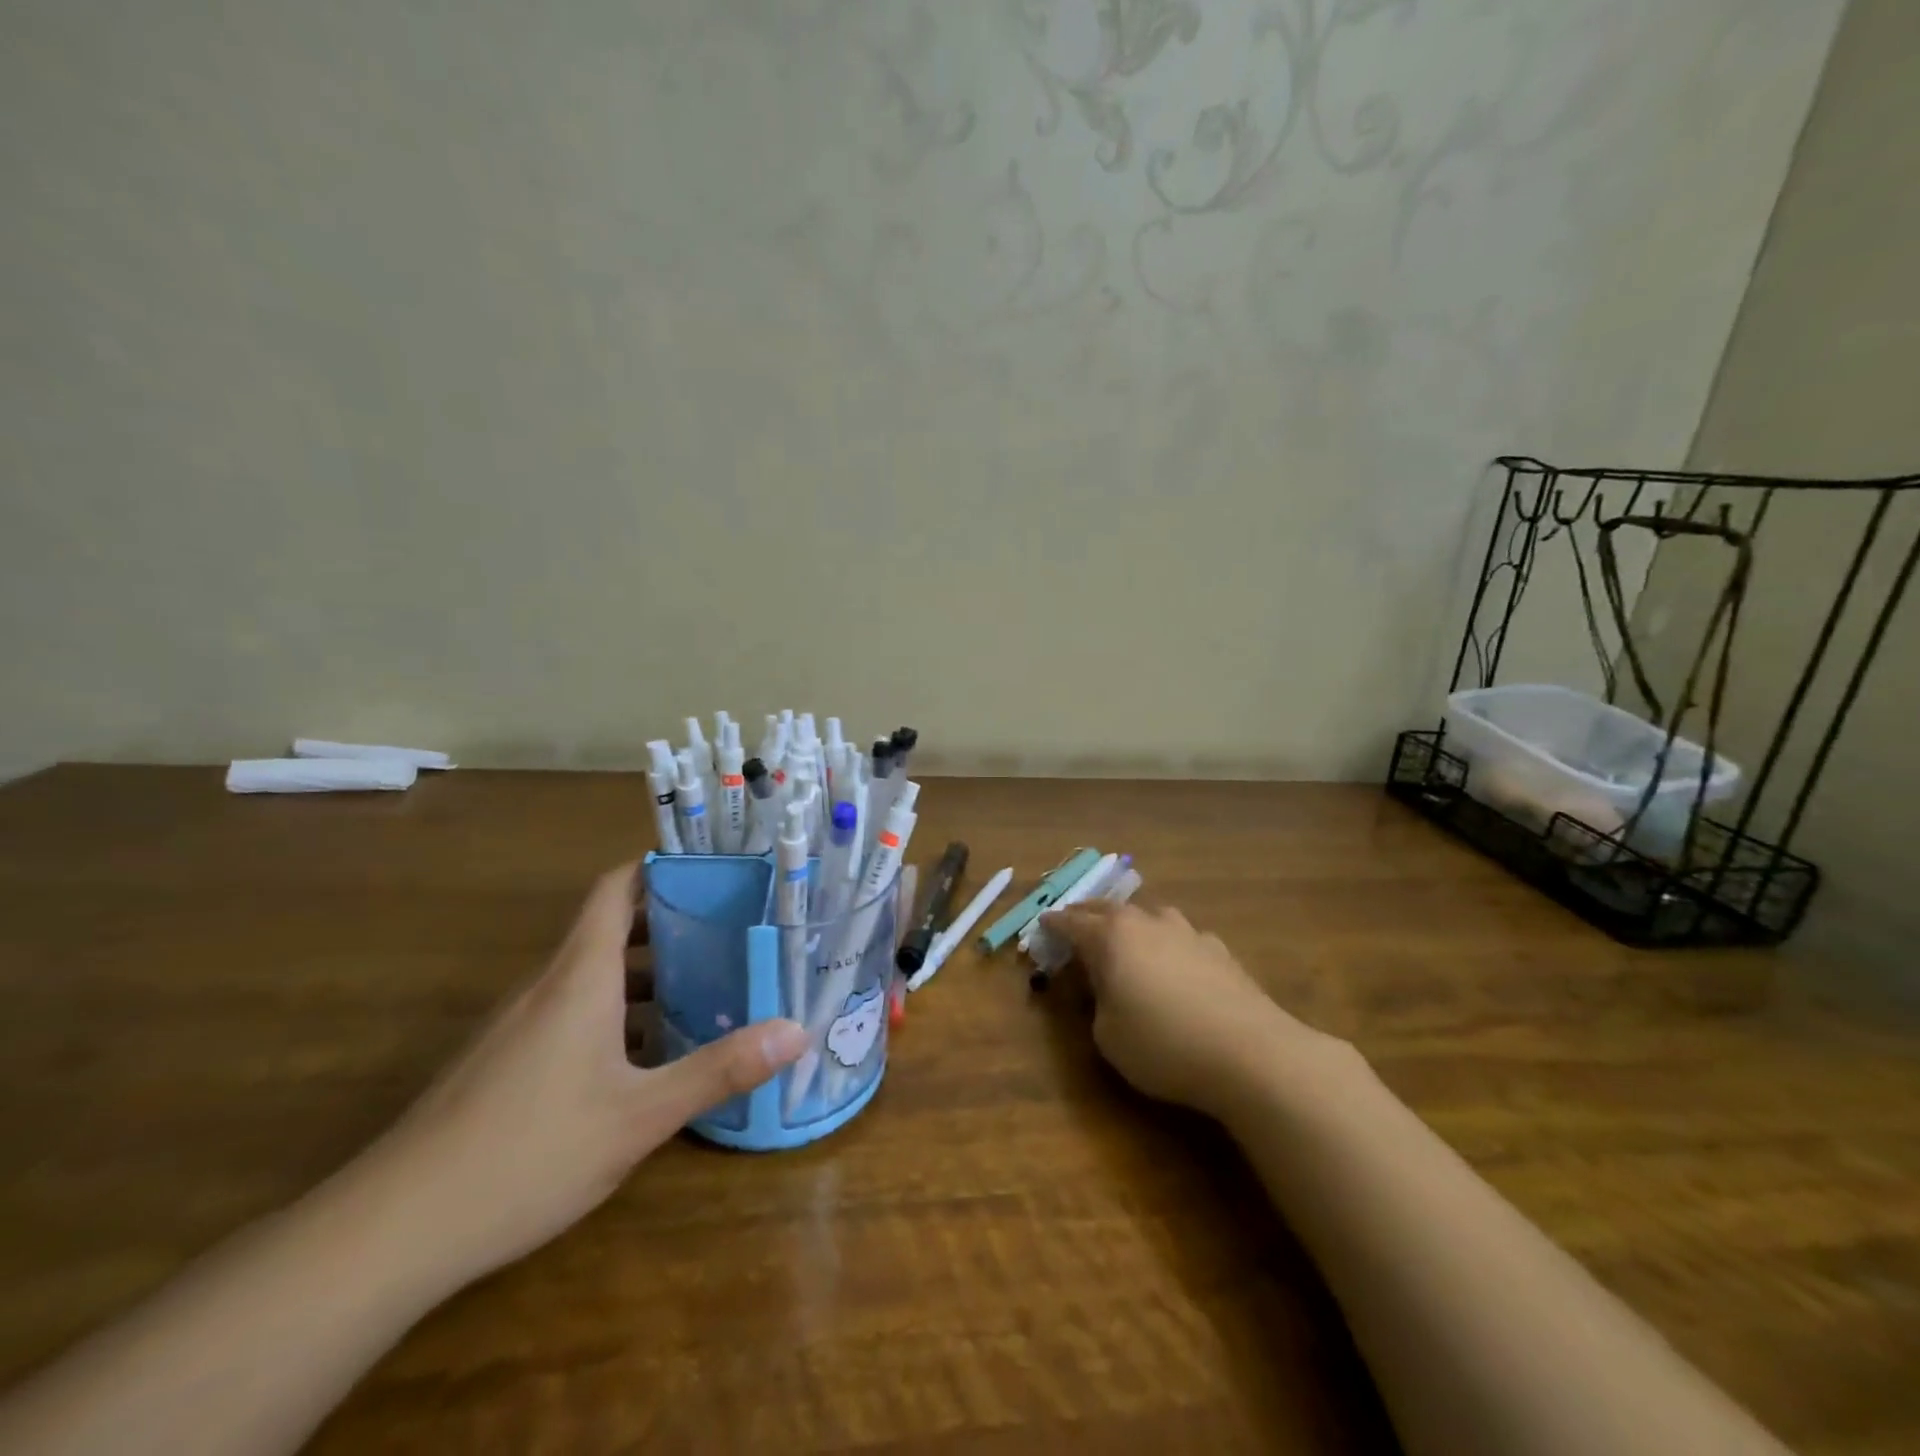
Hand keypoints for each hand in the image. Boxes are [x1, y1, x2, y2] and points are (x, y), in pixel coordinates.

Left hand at [358, 863, 808, 1286]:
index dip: (659, 867)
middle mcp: (547, 985)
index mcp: (580, 976)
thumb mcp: (639, 1116)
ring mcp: (519, 1024)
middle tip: (732, 932)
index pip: (616, 888)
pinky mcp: (505, 1060)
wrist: (389, 1232)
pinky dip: (616, 1011)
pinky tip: (647, 1055)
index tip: (712, 869)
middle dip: (672, 924)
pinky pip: (571, 1010)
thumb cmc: (527, 1152)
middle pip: (612, 928)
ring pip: (592, 974)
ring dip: (647, 973)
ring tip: (707, 988)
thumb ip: (719, 1070)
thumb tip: (797, 1031)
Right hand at [1040, 900, 1350, 1120]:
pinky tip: (1173, 958)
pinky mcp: (1218, 949)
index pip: (1071, 922)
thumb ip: (1096, 1004)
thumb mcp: (1107, 1036)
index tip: (1041, 925)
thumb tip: (1103, 987)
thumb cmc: (1163, 1044)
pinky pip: (1180, 934)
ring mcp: (1185, 931)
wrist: (1249, 1052)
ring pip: (1148, 914)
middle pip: (1107, 908)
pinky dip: (1166, 940)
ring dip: (1129, 921)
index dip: (1053, 925)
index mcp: (1110, 937)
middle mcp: (1146, 922)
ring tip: (1124, 934)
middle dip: (1086, 914)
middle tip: (1072, 922)